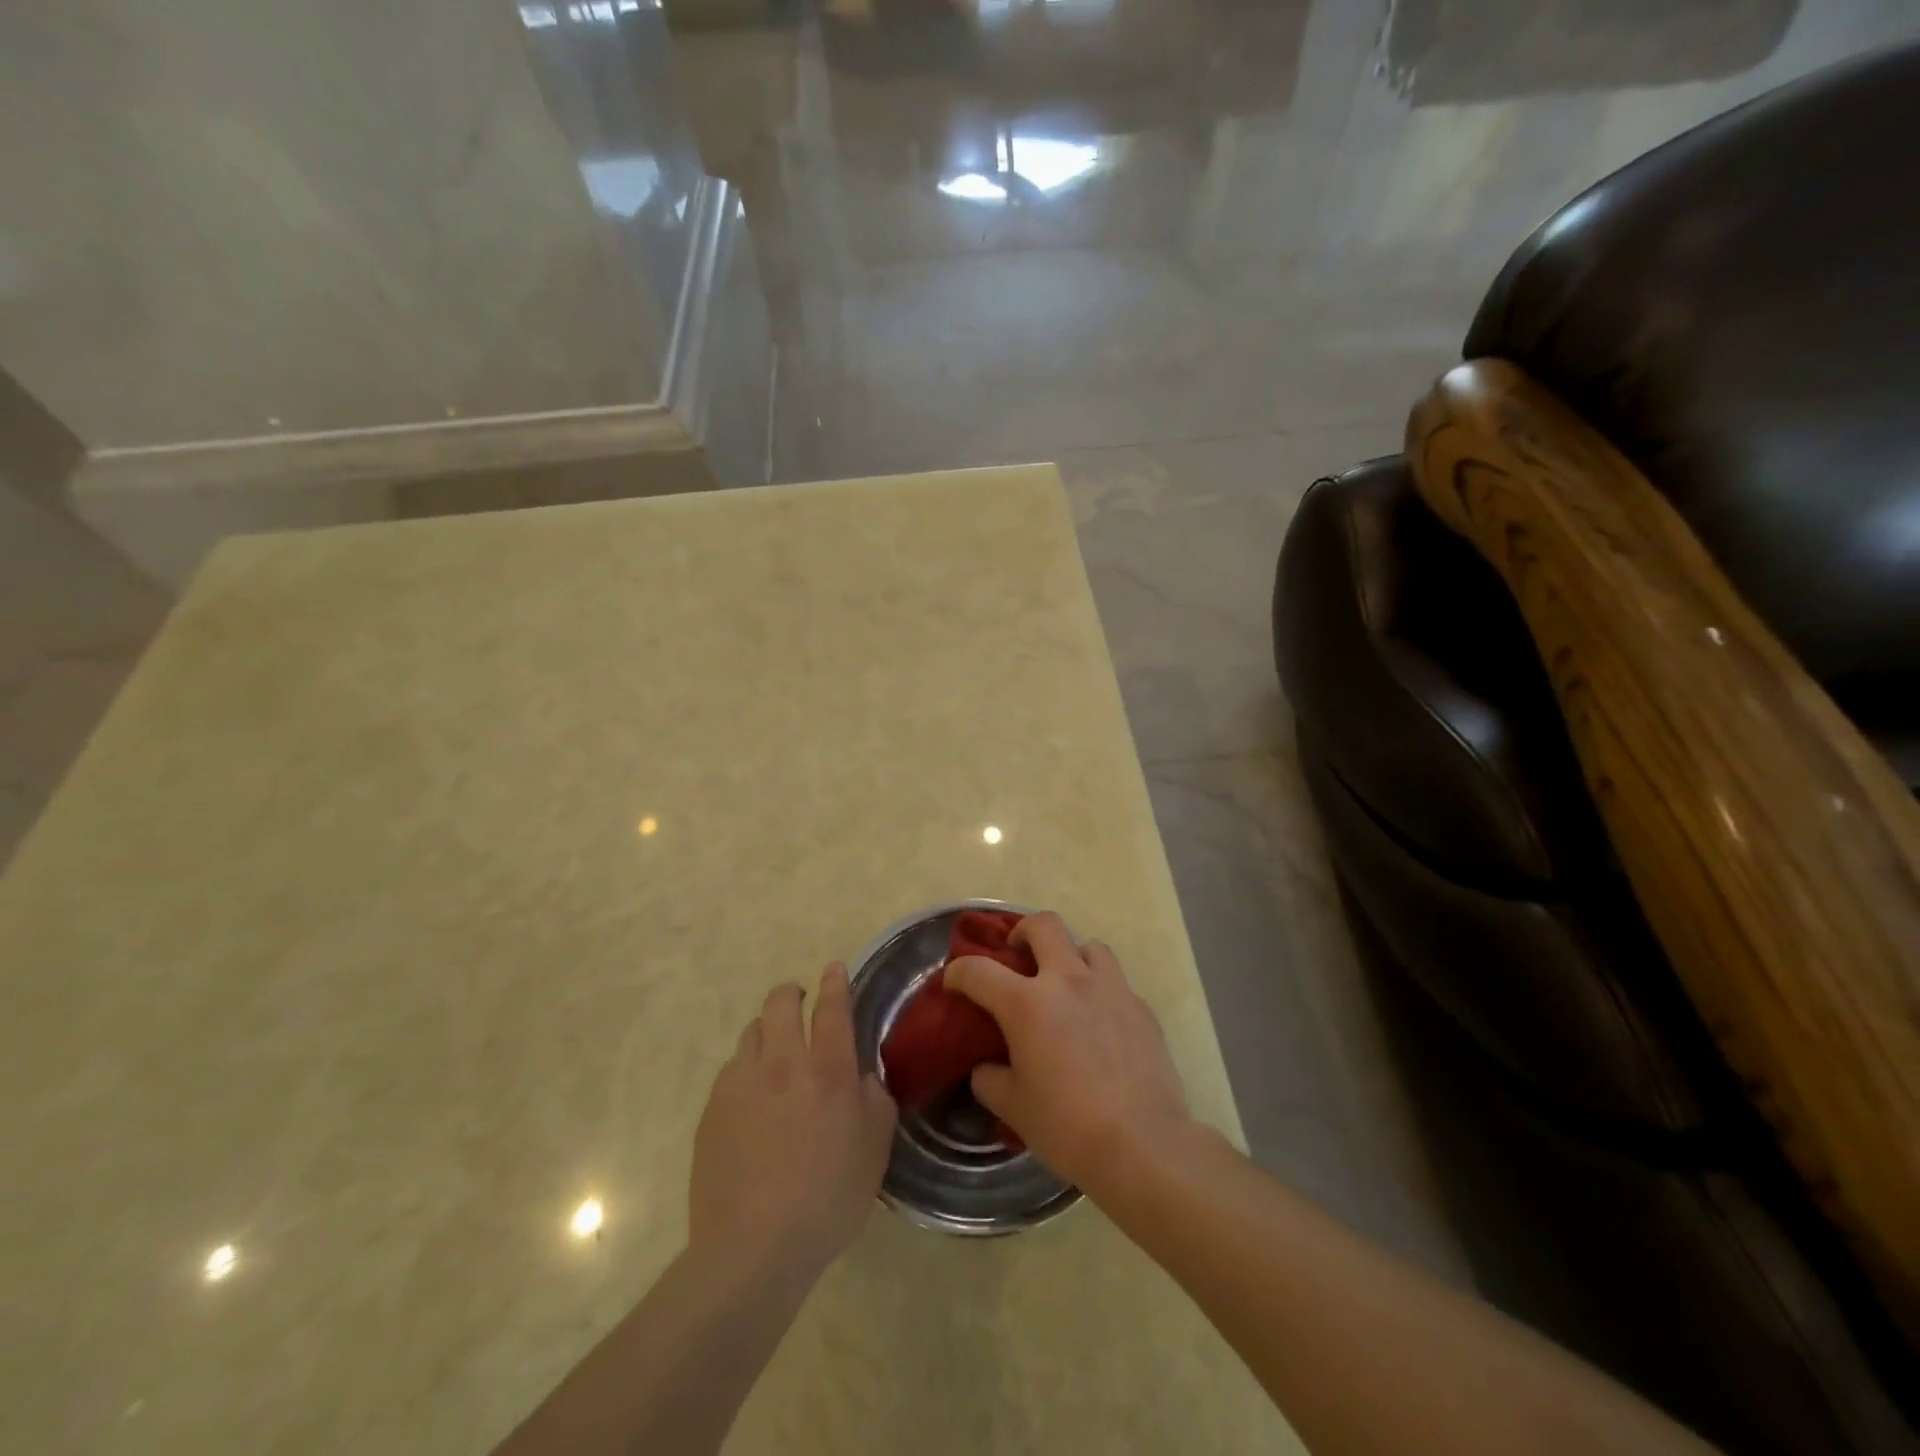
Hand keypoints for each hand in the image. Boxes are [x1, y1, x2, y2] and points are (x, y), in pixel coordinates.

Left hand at [690, 964, 896, 1277]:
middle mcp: (783, 1063)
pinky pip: (731, 1070)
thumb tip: (861, 1078)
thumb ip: (875, 1102)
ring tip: (775, 1053)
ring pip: (751, 1032)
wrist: (752, 1249)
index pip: (832, 1007)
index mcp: (828, 1070)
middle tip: (800, 1003)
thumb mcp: (875, 1152)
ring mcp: (741, 1083)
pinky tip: (751, 1099)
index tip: (834, 968)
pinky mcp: (712, 1108)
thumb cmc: (827, 1199)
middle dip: (791, 993)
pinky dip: (746, 1069)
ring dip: (767, 1031)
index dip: (834, 982)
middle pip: (780, 1003)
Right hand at [944, 913, 1191, 1194]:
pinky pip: (1116, 982)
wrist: (1143, 1145)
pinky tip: (1100, 1024)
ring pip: (1088, 945)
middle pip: (1044, 925)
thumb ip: (990, 1079)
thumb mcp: (1013, 1108)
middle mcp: (1068, 981)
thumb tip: (987, 1067)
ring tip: (1066, 984)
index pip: (979, 970)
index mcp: (1027, 1003)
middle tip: (1017, 954)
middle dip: (1023, 931)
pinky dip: (1100, 991)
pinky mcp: (1141, 1007)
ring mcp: (1111, 989)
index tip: (954, 981)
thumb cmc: (1068, 1126)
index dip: (959, 972)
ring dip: (1070, 956)